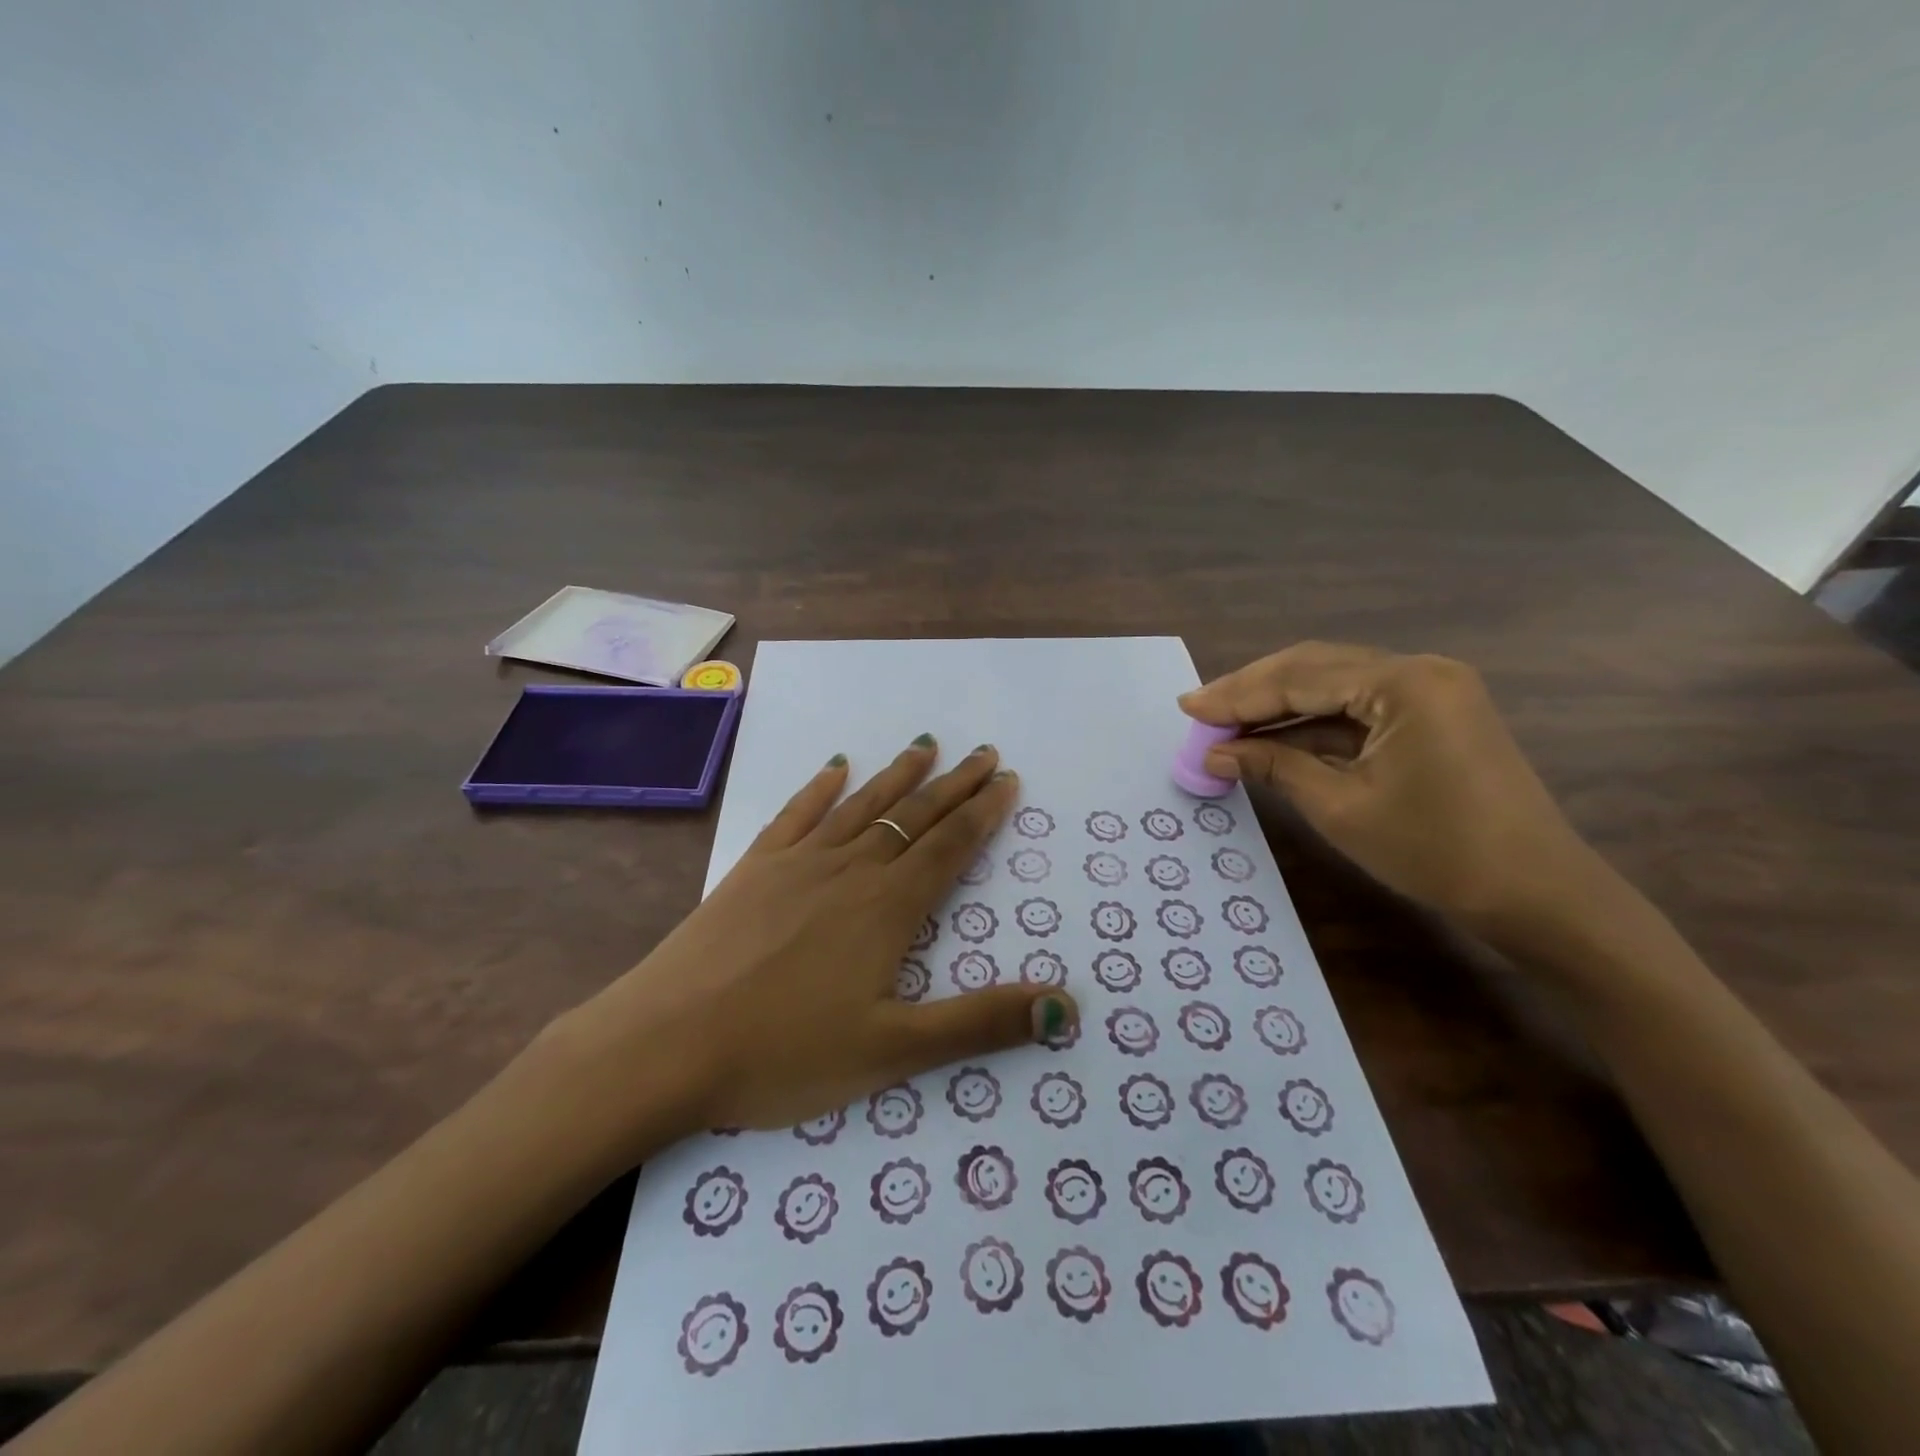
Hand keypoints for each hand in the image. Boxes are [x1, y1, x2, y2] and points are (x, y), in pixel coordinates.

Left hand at [530, 739, 1077, 1168]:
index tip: (1006, 778)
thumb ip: (981, 1024)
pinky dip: (820, 787)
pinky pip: (797, 814)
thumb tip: (1066, 1006)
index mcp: (888, 908)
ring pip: (861, 805)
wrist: (666, 1044)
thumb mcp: (894, 1051)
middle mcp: (850, 870)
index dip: (982, 812)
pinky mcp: (753, 867)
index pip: (949, 846)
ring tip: (925, 745)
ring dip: (898, 775)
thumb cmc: (784, 1053)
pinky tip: (835, 767)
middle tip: (983, 753)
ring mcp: (798, 862)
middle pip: (912, 816)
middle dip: (953, 785)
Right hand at [1180, 643, 1597, 935]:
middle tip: (1200, 710)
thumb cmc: (1436, 851)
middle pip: (1315, 668)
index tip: (1187, 707)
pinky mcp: (1434, 714)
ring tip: (1225, 722)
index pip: (1299, 678)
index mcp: (1403, 683)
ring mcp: (1431, 690)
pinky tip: (1273, 737)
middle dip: (1253, 691)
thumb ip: (1274, 767)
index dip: (1237, 695)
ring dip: (1279, 704)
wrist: (1537, 894)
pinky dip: (1312, 722)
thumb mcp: (1340, 807)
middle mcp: (1419, 670)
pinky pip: (1358, 707)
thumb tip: (1215, 753)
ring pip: (1334, 684)